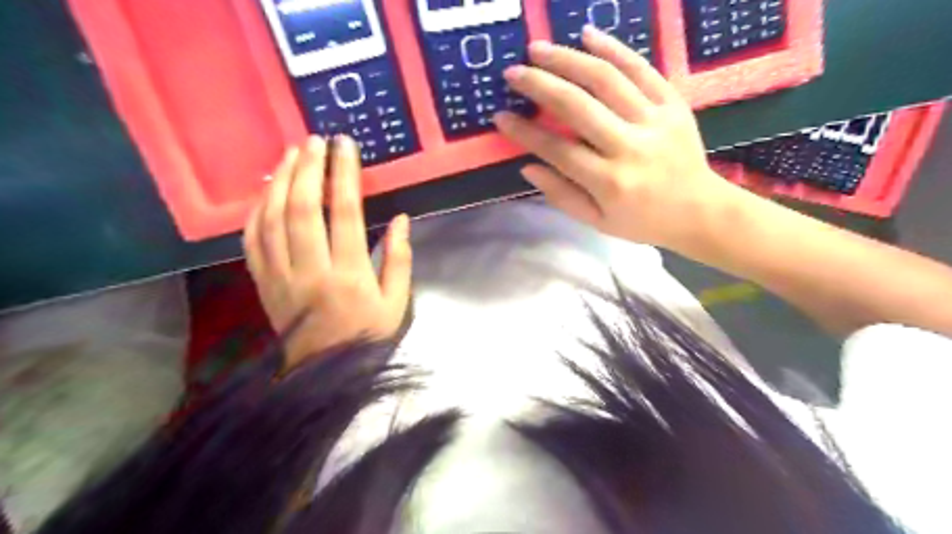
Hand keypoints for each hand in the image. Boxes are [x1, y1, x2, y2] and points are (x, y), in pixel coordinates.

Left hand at [242, 136, 410, 367]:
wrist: (325, 375)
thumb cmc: (368, 336)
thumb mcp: (397, 304)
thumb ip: (399, 260)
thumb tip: (400, 219)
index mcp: (348, 275)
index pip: (343, 212)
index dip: (343, 174)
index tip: (344, 145)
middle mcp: (310, 270)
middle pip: (301, 207)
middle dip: (308, 167)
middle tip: (314, 140)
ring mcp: (279, 277)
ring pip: (272, 218)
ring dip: (280, 181)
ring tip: (291, 154)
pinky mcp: (262, 284)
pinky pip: (251, 241)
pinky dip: (256, 211)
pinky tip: (266, 191)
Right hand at [494, 25, 747, 254]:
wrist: (700, 211)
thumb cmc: (643, 222)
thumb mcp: (597, 222)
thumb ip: (561, 195)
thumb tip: (528, 166)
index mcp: (609, 182)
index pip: (558, 150)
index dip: (525, 132)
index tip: (501, 117)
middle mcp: (630, 147)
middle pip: (577, 106)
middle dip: (539, 85)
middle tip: (513, 73)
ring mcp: (654, 121)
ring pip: (606, 79)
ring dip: (567, 59)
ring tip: (538, 50)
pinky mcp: (673, 103)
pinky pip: (641, 68)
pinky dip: (613, 47)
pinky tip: (587, 34)